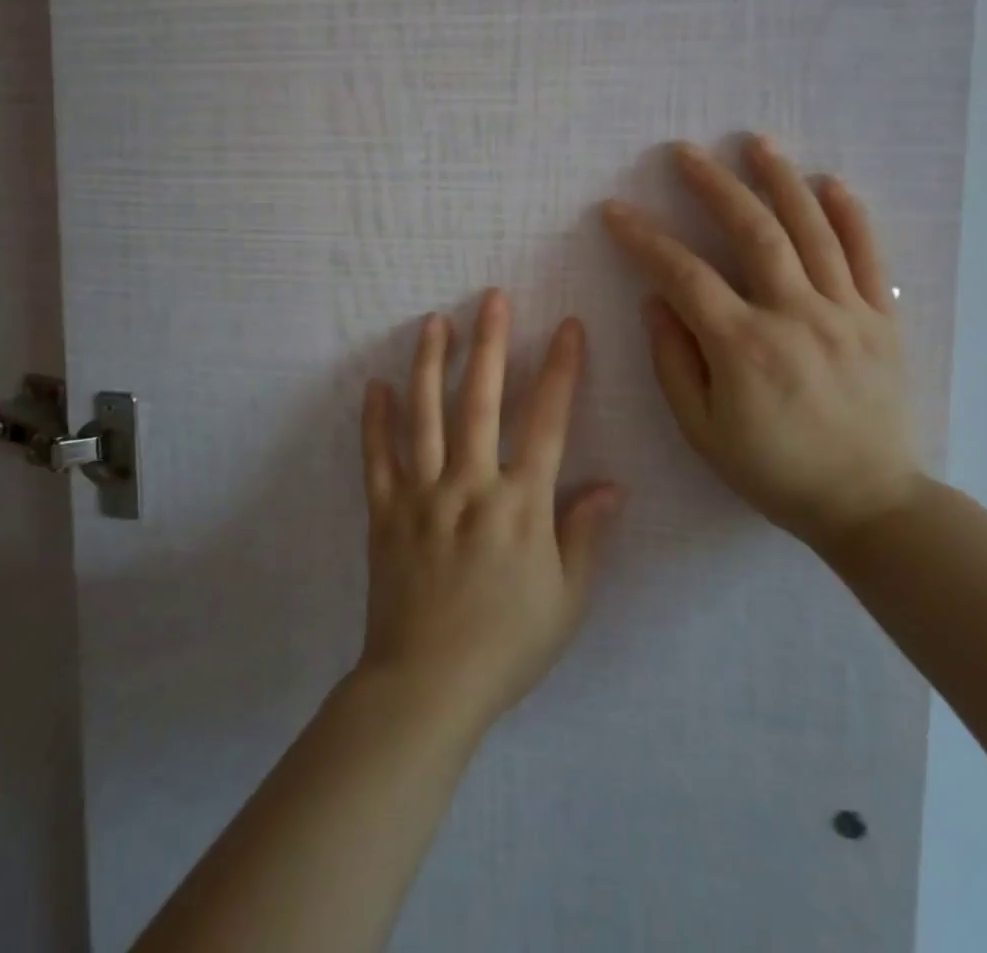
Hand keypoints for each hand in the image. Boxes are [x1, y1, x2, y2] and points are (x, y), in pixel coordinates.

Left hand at [357, 291, 623, 737]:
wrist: (427, 688)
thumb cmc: (507, 646)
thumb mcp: (566, 600)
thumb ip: (586, 536)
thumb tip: (612, 485)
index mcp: (520, 505)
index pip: (546, 422)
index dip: (560, 370)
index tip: (567, 326)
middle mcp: (470, 486)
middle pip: (480, 402)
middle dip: (490, 344)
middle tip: (492, 298)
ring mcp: (422, 496)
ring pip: (424, 416)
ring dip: (430, 364)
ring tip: (435, 322)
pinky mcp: (384, 513)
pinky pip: (376, 458)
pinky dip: (374, 420)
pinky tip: (374, 385)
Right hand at [601, 137, 920, 549]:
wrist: (869, 503)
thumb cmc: (774, 471)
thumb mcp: (702, 431)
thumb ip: (673, 362)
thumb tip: (655, 300)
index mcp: (744, 347)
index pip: (684, 274)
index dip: (644, 238)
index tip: (616, 211)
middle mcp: (796, 316)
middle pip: (753, 232)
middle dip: (714, 185)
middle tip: (685, 153)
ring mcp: (846, 312)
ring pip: (813, 230)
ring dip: (781, 180)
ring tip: (756, 143)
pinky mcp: (882, 319)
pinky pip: (869, 256)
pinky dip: (851, 215)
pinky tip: (830, 183)